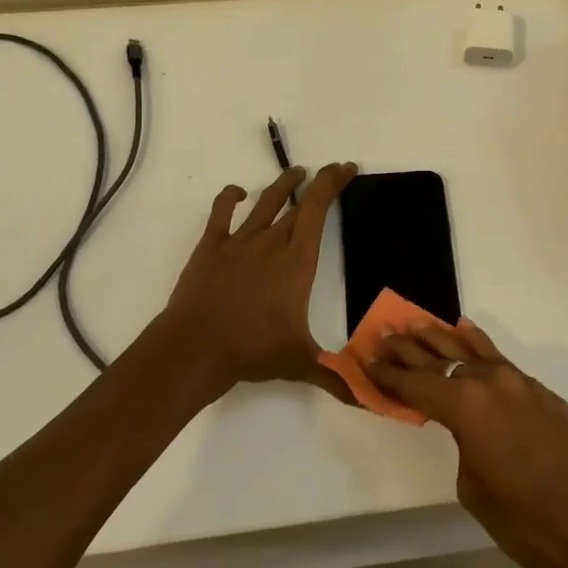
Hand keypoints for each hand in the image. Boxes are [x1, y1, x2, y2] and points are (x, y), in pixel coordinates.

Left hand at [160, 163, 356, 397]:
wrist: (196, 348)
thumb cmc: (252, 350)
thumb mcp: (300, 363)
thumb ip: (336, 376)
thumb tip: (371, 400)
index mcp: (297, 260)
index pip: (318, 209)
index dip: (333, 183)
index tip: (346, 168)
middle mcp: (271, 241)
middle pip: (298, 201)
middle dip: (318, 183)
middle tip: (331, 172)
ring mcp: (239, 240)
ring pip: (265, 201)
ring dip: (282, 184)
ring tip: (294, 172)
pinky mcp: (211, 246)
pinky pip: (222, 212)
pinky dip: (231, 197)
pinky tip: (238, 193)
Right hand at [367, 321, 567, 567]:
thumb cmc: (529, 521)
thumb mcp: (476, 491)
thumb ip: (464, 447)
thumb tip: (471, 431)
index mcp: (467, 407)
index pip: (417, 386)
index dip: (390, 375)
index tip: (366, 359)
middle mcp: (490, 382)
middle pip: (440, 359)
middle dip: (409, 349)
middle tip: (384, 334)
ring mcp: (518, 382)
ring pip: (470, 351)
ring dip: (441, 338)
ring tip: (416, 324)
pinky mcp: (539, 391)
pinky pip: (498, 359)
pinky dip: (477, 345)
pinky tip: (465, 331)